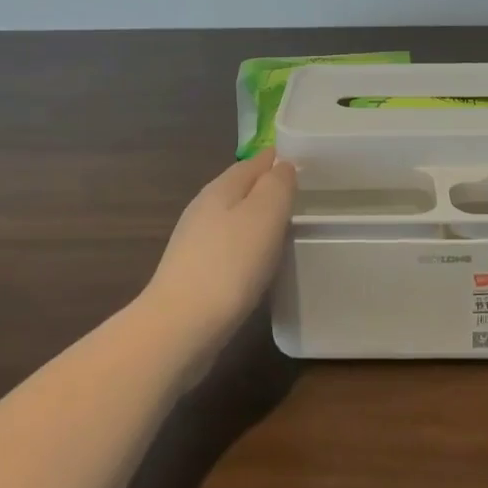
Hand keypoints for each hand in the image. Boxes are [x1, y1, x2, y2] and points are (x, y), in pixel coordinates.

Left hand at [143, 150, 297, 365]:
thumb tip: (283, 165)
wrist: (180, 328)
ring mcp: (194, 242)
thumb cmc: (230, 264)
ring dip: (257, 220)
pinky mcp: (193, 274)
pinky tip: (259, 264)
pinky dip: (247, 248)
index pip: (255, 161)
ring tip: (286, 229)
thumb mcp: (265, 214)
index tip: (308, 164)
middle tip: (302, 197)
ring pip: (234, 219)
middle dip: (268, 190)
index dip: (279, 159)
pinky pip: (228, 248)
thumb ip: (277, 184)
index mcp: (221, 188)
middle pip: (242, 189)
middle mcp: (203, 208)